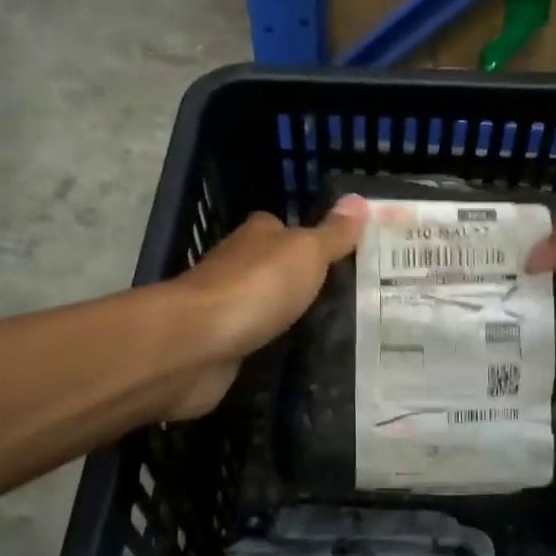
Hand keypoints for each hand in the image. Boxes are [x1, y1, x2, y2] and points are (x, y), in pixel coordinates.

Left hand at [162, 195, 366, 418]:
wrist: (195, 344)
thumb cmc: (255, 286)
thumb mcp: (306, 253)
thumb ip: (333, 233)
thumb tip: (360, 199)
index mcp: (257, 235)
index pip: (286, 228)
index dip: (313, 239)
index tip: (347, 257)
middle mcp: (238, 265)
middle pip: (276, 267)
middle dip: (305, 280)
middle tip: (352, 297)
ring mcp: (227, 306)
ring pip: (266, 305)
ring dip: (288, 315)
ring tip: (336, 329)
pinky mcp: (221, 345)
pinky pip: (256, 340)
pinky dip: (272, 344)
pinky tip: (299, 355)